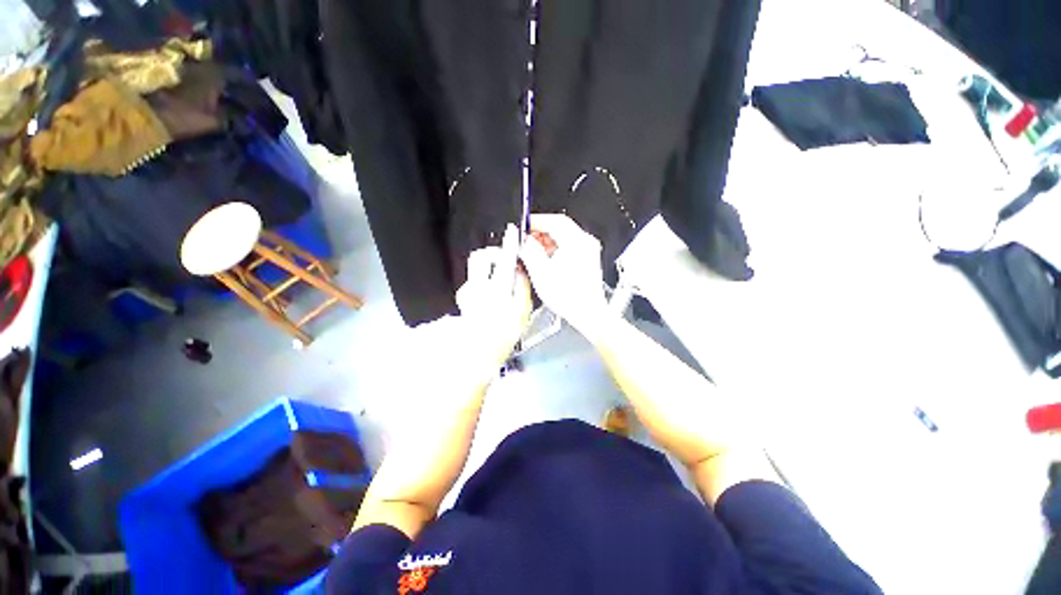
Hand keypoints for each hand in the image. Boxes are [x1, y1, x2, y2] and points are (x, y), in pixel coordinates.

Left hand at [455, 224, 532, 378]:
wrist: (478, 352)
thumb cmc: (504, 334)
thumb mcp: (522, 311)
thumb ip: (522, 287)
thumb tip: (520, 270)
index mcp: (497, 289)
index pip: (504, 260)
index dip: (509, 244)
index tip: (512, 231)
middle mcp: (478, 286)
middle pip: (479, 257)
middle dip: (491, 253)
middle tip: (502, 260)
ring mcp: (468, 292)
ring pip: (475, 270)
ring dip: (487, 270)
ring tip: (498, 283)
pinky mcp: (463, 299)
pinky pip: (473, 283)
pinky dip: (481, 283)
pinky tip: (488, 297)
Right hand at [518, 214, 607, 328]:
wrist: (588, 313)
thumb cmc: (570, 297)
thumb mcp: (541, 273)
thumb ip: (529, 252)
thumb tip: (523, 240)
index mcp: (576, 242)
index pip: (554, 220)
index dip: (536, 221)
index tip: (523, 226)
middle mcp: (585, 243)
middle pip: (560, 227)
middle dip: (540, 232)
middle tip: (526, 240)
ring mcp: (588, 251)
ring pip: (564, 237)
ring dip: (547, 241)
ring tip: (533, 252)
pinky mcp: (587, 260)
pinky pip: (569, 247)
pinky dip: (556, 249)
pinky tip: (546, 260)